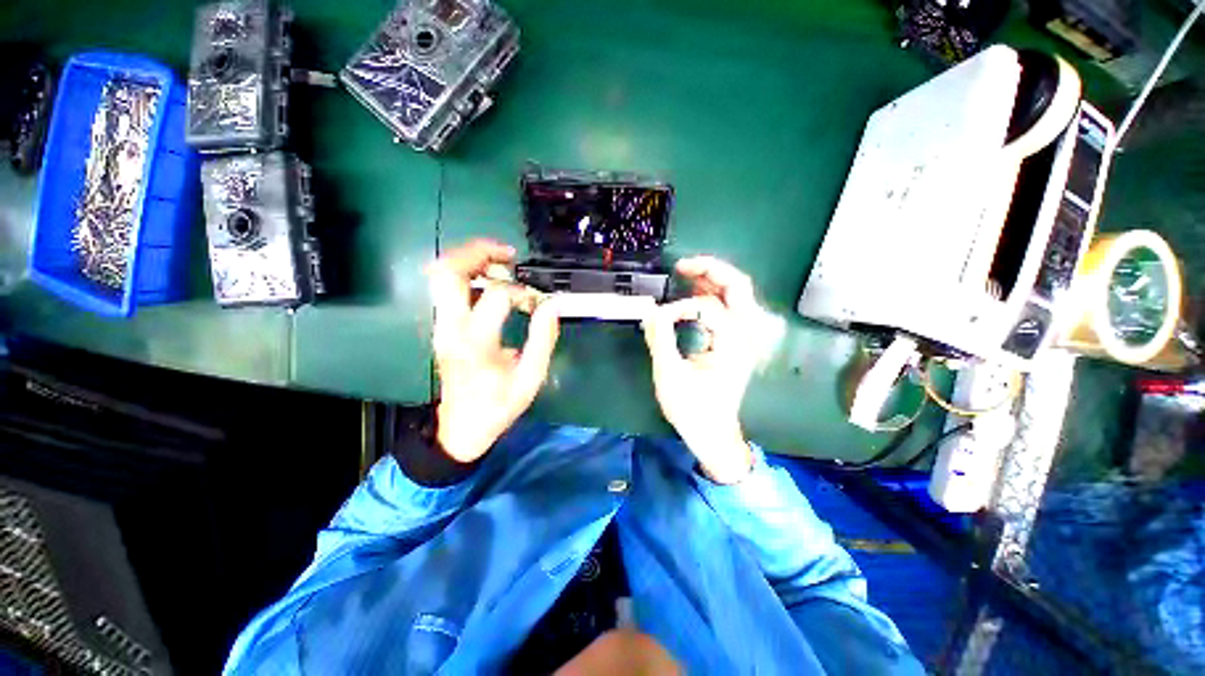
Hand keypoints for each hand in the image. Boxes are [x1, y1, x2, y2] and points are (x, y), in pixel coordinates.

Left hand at [428, 240, 559, 463]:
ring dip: (470, 260)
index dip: (521, 291)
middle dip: (477, 252)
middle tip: (507, 255)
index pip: (495, 295)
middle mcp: (451, 328)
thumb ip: (543, 339)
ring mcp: (441, 326)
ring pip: (441, 275)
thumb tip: (552, 305)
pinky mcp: (441, 328)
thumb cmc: (498, 406)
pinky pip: (446, 289)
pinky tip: (489, 282)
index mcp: (476, 343)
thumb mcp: (531, 378)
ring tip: (500, 263)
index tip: (537, 301)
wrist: (460, 427)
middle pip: (447, 272)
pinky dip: (467, 275)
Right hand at [642, 257, 758, 483]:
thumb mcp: (670, 375)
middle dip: (711, 271)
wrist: (712, 433)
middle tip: (682, 267)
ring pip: (737, 294)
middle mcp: (746, 336)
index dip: (679, 308)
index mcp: (734, 344)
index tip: (657, 321)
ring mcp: (744, 338)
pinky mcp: (736, 342)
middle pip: (739, 287)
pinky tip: (695, 293)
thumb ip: (660, 339)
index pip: (707, 307)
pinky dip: (712, 296)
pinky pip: (729, 308)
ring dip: (713, 280)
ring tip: (686, 274)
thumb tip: (651, 311)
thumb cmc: (692, 409)